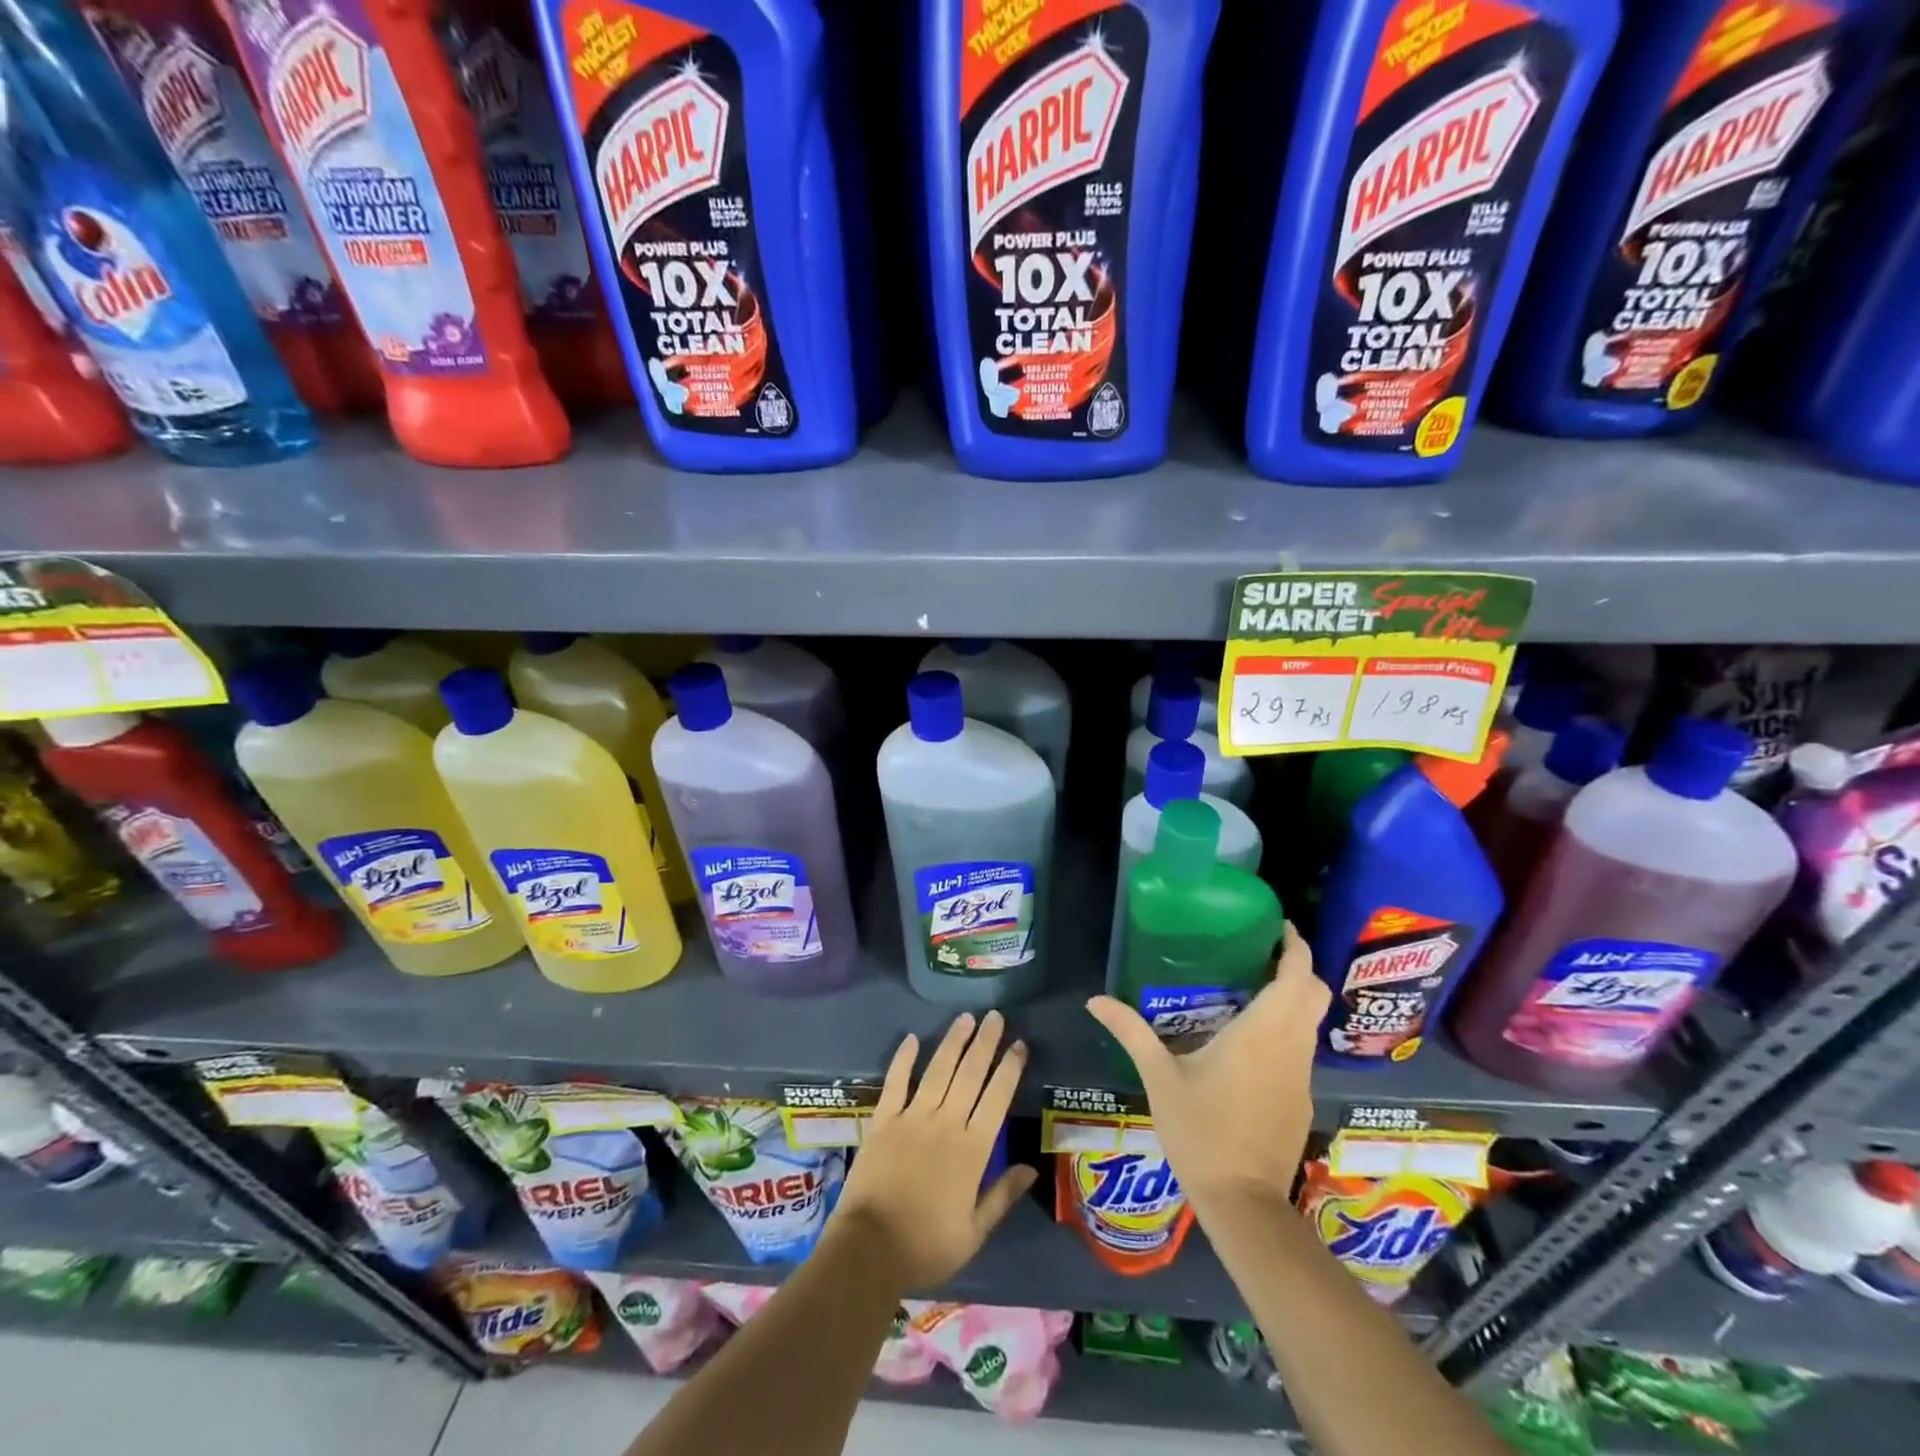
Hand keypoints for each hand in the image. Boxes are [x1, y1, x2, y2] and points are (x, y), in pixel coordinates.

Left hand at [830, 1011, 1037, 1290]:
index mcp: (972, 1150)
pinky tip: (912, 1038)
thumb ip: (1002, 1195)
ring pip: (938, 1070)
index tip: (1019, 1044)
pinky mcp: (884, 1120)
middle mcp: (946, 1123)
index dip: (1010, 1069)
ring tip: (966, 1018)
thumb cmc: (926, 1245)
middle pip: (970, 1074)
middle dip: (985, 1043)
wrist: (870, 1249)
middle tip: (995, 1016)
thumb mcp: (974, 1232)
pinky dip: (904, 1058)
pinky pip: (896, 1082)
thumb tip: (1031, 1167)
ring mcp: (912, 1117)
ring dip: (953, 1042)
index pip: (997, 1098)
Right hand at [1086, 923, 1326, 1213]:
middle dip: (1297, 968)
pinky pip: (1301, 1049)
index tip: (1278, 926)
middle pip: (1314, 994)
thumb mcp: (1159, 1077)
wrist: (1242, 1202)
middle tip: (1261, 953)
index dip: (1295, 946)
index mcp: (1261, 1033)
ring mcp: (1300, 1075)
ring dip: (1292, 999)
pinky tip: (1251, 1041)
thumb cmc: (1200, 1131)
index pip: (1296, 976)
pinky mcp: (1300, 1099)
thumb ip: (1131, 1032)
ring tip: (1251, 988)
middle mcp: (1290, 1047)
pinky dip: (1287, 1030)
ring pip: (1310, 1022)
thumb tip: (1095, 1000)